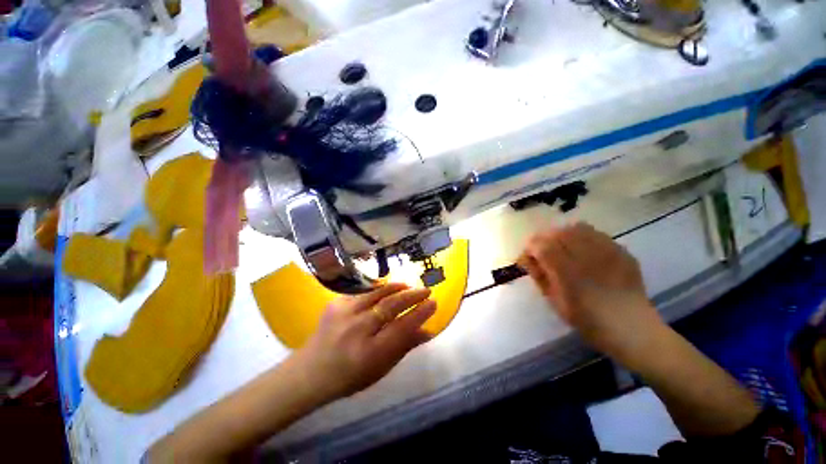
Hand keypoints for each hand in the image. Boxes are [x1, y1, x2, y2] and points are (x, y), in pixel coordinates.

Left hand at [294, 283, 435, 401]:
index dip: (420, 314)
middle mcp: (357, 330)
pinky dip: (379, 289)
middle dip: (412, 296)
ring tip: (409, 286)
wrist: (309, 372)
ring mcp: (344, 313)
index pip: (402, 328)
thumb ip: (403, 347)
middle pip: (390, 306)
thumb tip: (428, 331)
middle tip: (426, 291)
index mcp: (369, 353)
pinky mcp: (336, 303)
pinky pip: (364, 292)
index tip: (433, 304)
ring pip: (377, 293)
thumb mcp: (380, 369)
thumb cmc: (349, 376)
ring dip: (397, 288)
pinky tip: (388, 289)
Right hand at [518, 222, 665, 363]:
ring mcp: (607, 251)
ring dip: (563, 234)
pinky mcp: (621, 251)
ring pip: (577, 228)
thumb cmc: (587, 320)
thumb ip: (539, 277)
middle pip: (558, 233)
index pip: (541, 246)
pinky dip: (583, 236)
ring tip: (562, 247)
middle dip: (545, 238)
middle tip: (542, 250)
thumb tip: (527, 259)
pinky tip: (583, 249)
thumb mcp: (555, 301)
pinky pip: (596, 233)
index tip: (528, 255)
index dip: (531, 247)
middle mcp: (587, 256)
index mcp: (568, 272)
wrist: (631, 328)